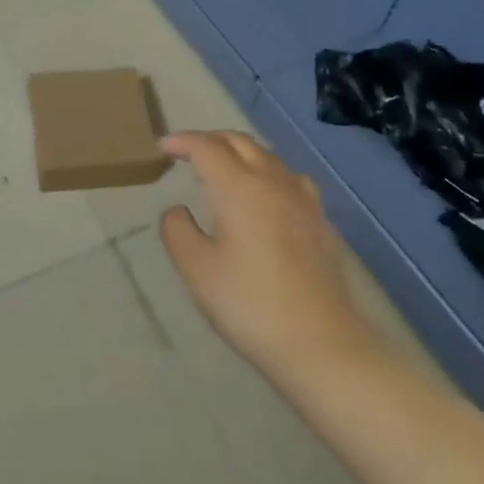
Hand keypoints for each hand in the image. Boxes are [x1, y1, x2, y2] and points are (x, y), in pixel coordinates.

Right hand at [160, 132, 376, 381]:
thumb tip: (177, 210)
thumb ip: (178, 231)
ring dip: (240, 152)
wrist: (321, 344)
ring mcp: (302, 199)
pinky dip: (267, 171)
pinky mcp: (320, 220)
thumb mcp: (197, 270)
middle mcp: (273, 181)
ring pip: (267, 156)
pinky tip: (266, 193)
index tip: (162, 147)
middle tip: (187, 152)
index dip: (182, 141)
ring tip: (223, 168)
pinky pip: (289, 177)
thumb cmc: (250, 305)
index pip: (206, 147)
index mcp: (239, 187)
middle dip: (210, 140)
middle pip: (240, 142)